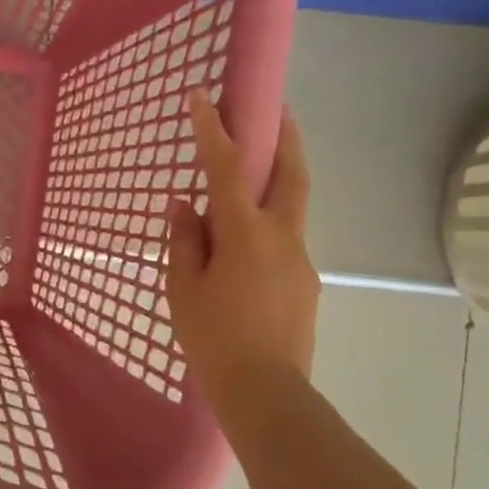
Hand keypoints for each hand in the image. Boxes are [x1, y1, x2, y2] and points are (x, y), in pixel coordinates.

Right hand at [164, 92, 319, 393]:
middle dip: (285, 136)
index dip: (214, 129)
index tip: (204, 95)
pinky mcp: (306, 282)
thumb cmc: (213, 338)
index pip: (227, 168)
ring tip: (255, 173)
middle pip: (291, 173)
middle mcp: (281, 236)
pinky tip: (246, 243)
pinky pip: (286, 238)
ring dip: (280, 177)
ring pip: (294, 205)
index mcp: (245, 234)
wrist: (266, 392)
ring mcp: (300, 259)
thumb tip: (184, 204)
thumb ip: (184, 240)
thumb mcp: (183, 287)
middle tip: (277, 109)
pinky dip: (270, 221)